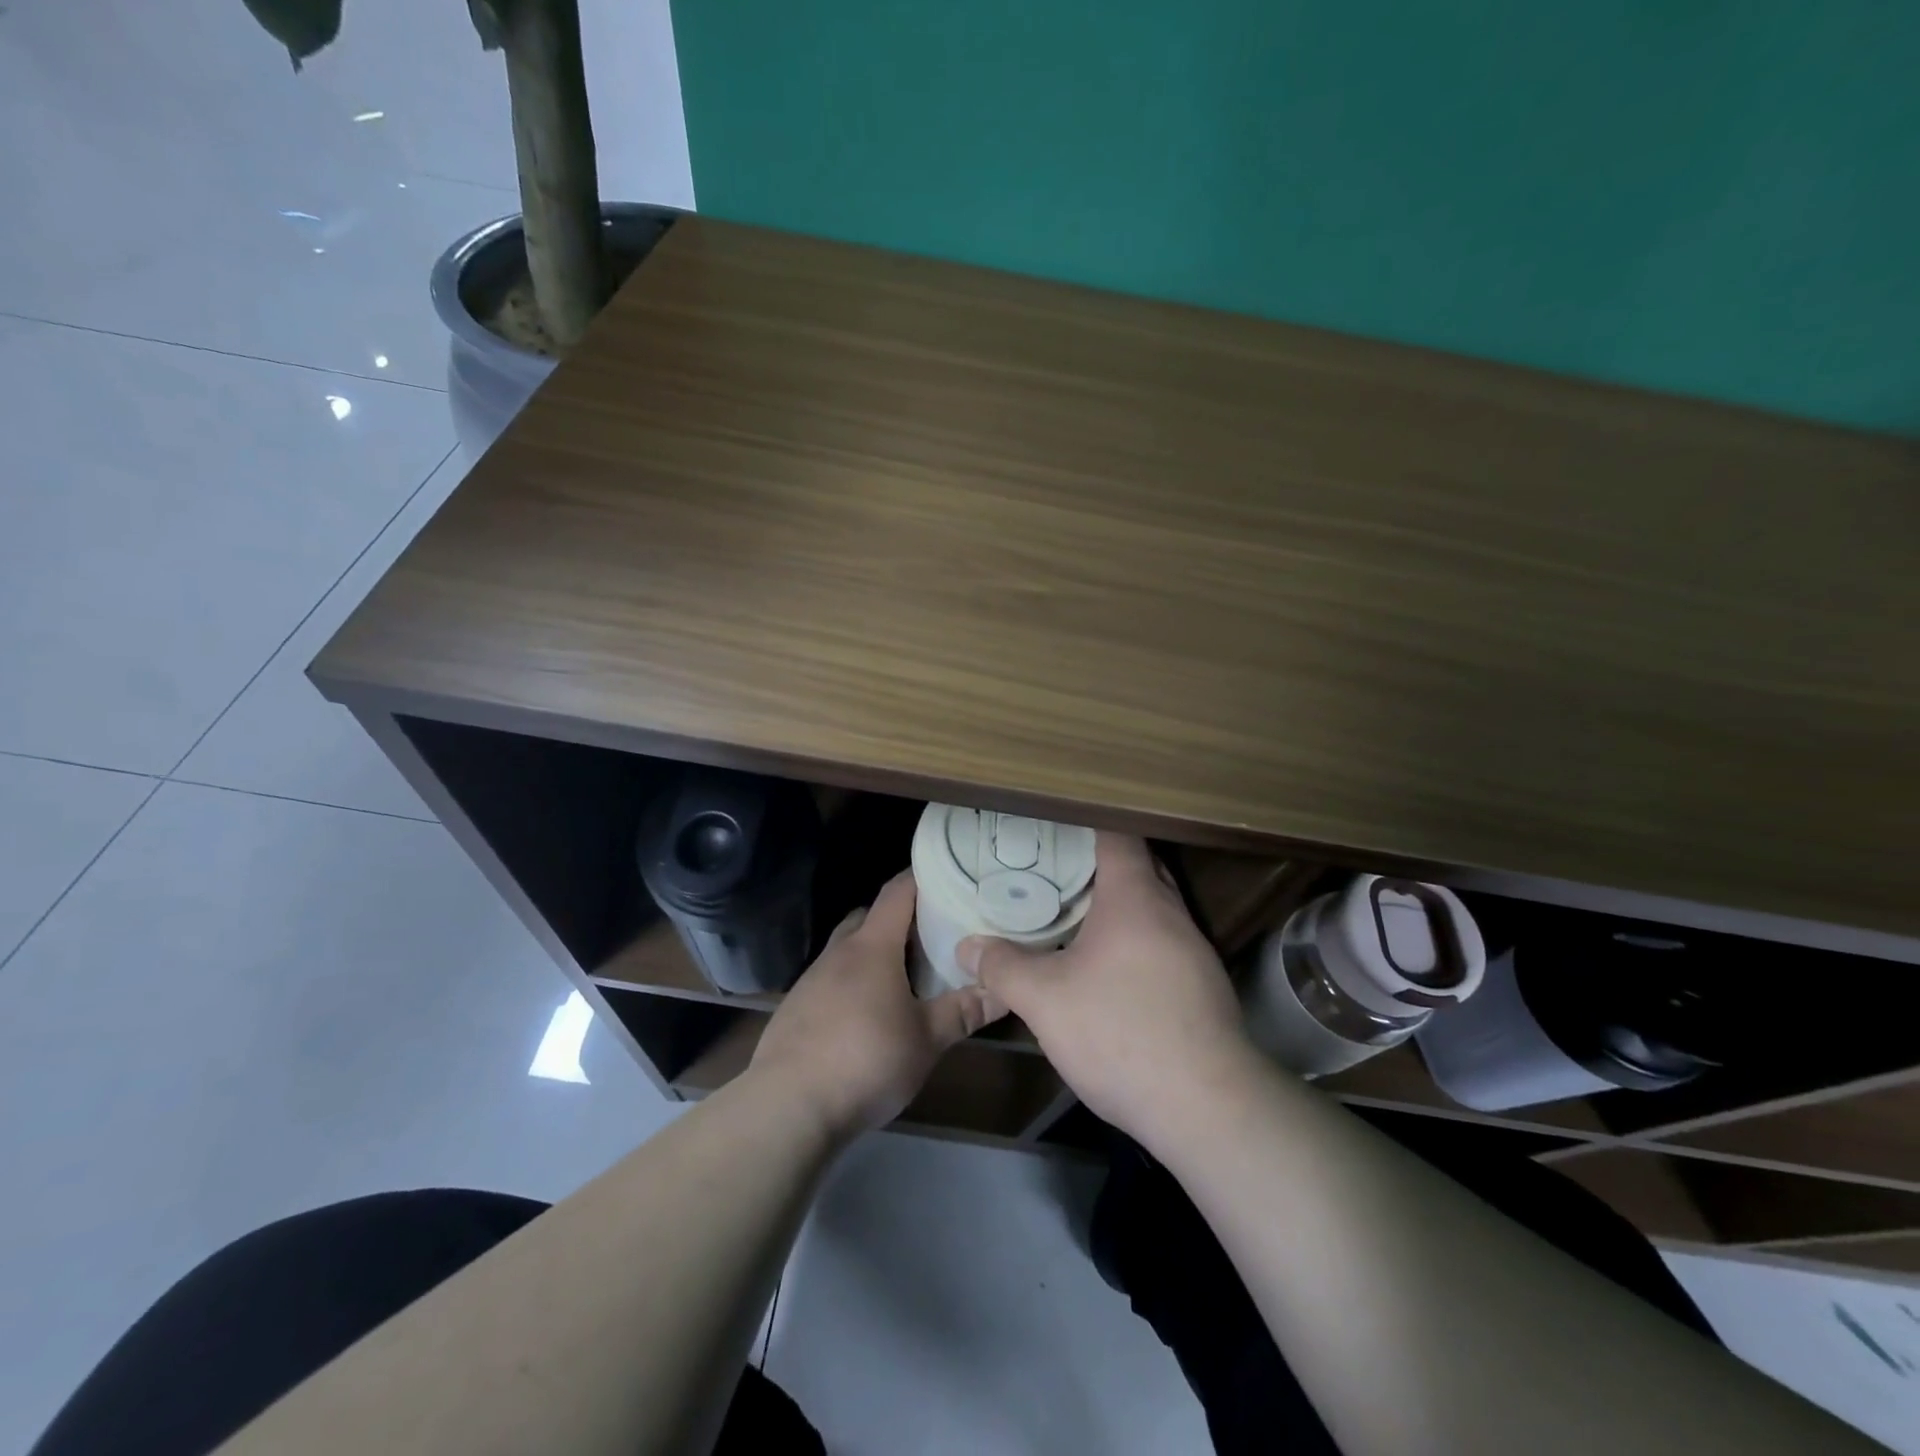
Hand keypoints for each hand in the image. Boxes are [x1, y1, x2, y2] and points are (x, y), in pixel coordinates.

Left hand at [751, 872, 1007, 1139]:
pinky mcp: (796, 1007)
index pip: (897, 892)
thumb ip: (964, 1011)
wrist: (789, 1106)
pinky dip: (852, 983)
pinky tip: (867, 1015)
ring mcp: (812, 979)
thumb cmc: (867, 1060)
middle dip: (898, 919)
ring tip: (903, 978)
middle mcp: (839, 952)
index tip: (947, 876)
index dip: (920, 878)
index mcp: (872, 947)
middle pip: (869, 917)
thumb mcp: (927, 1040)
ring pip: (847, 949)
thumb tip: (1005, 991)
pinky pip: (830, 979)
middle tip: (931, 936)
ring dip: (873, 953)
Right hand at [957, 833, 1260, 1153]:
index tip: (1052, 828)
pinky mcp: (1204, 986)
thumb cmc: (1120, 1032)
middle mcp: (1171, 912)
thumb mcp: (1045, 1001)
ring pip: (1153, 908)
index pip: (1117, 835)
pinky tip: (1109, 970)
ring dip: (1118, 906)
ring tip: (1074, 916)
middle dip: (1098, 864)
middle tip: (1053, 871)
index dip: (1085, 824)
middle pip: (1138, 867)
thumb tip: (968, 947)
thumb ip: (1003, 967)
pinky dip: (1135, 940)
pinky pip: (1164, 942)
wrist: (1207, 1107)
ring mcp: (1194, 950)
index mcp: (1135, 898)